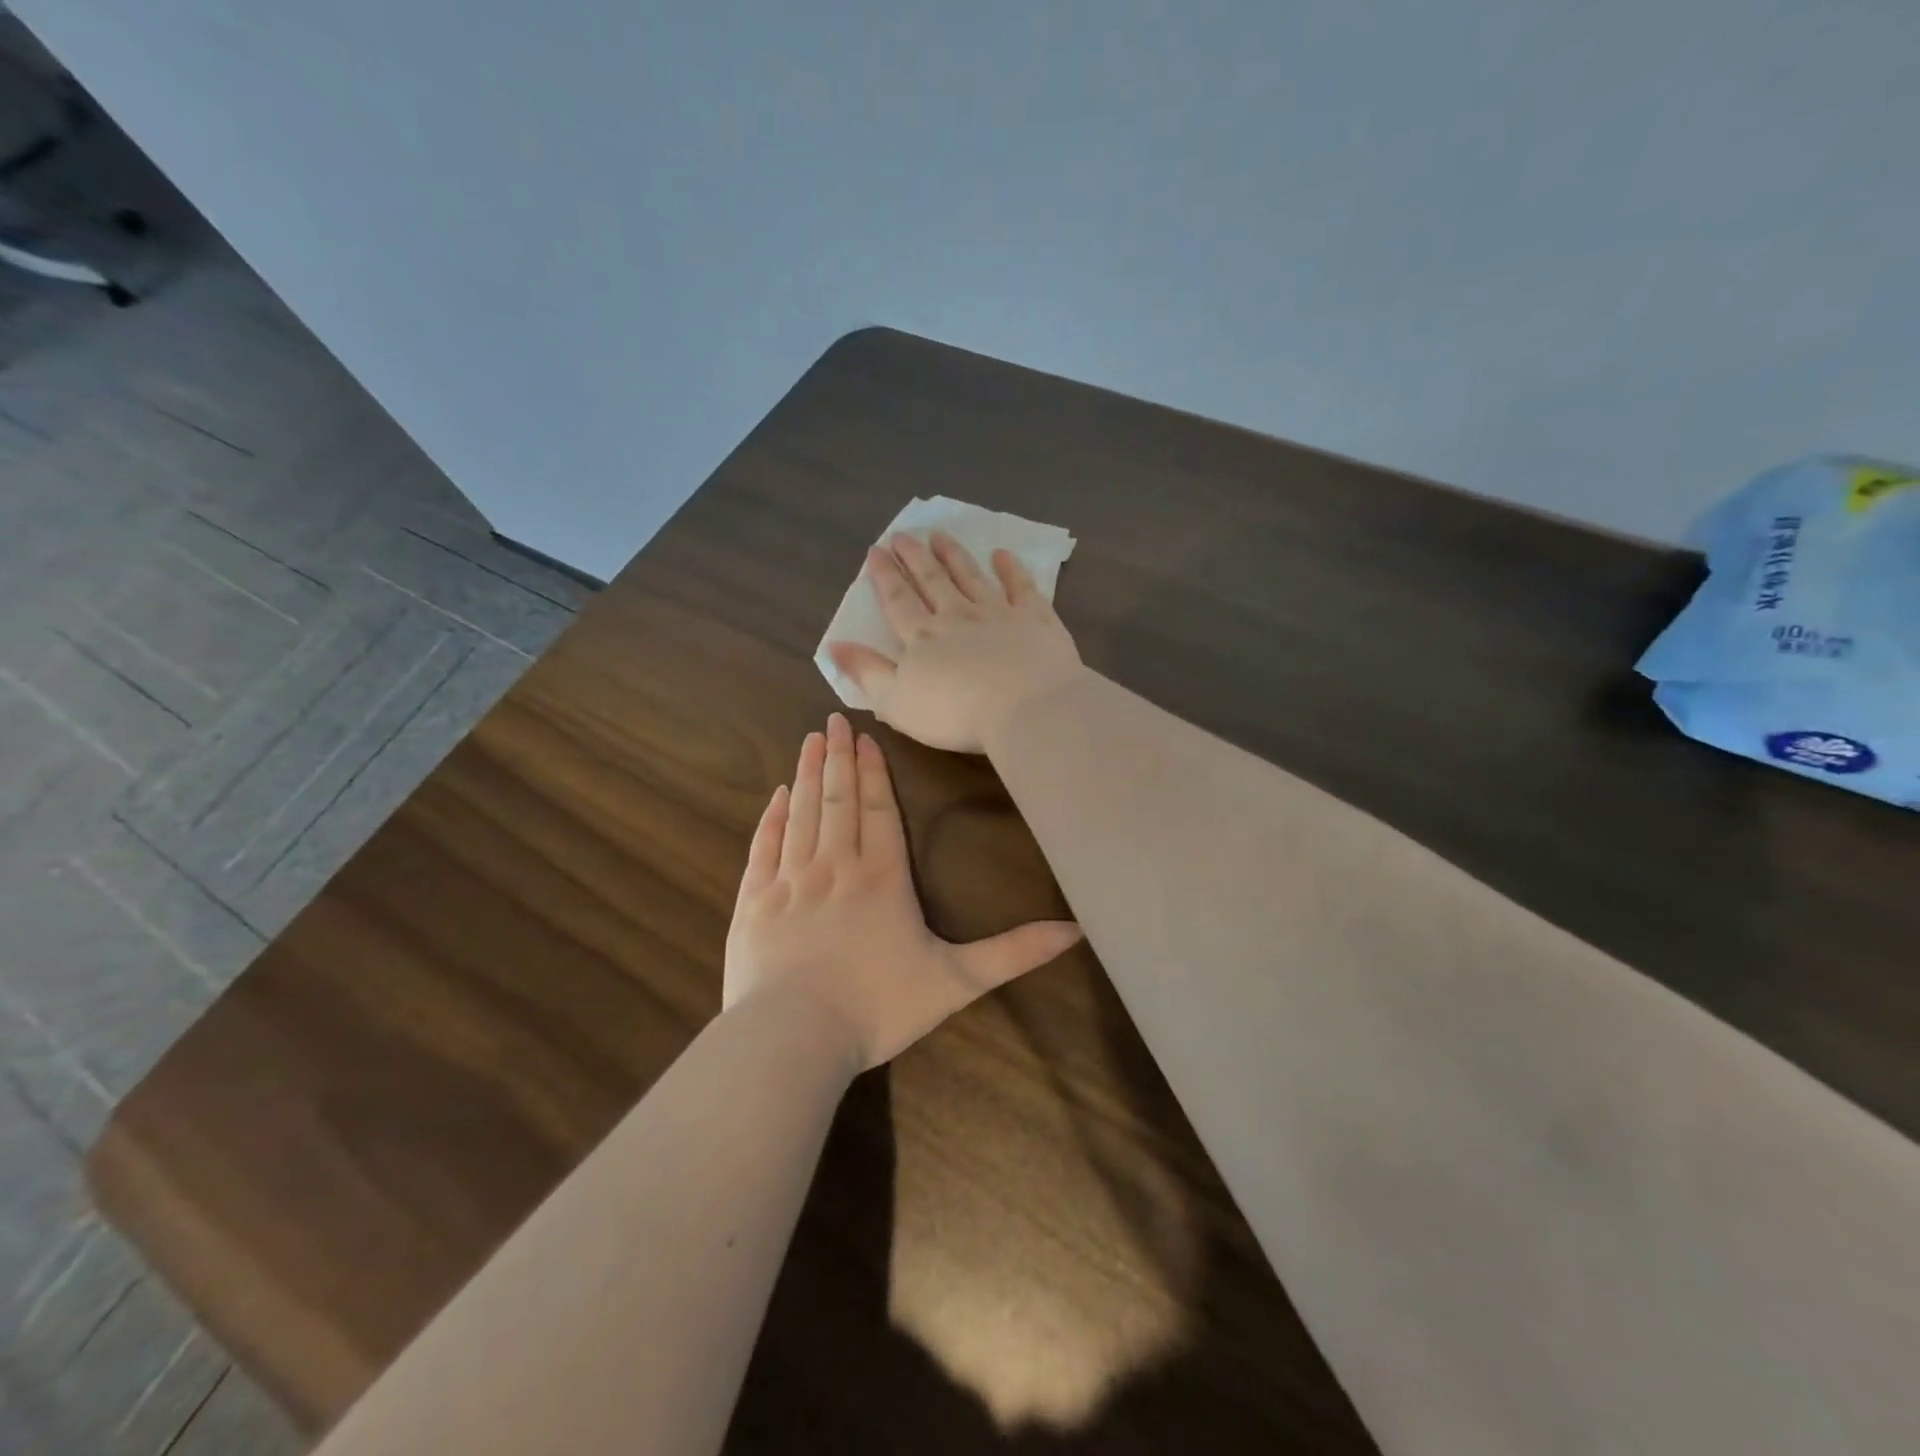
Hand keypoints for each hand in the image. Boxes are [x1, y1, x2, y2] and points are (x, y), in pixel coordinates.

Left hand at [724, 713, 1081, 1068]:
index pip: (878, 809)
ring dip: (807, 774)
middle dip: (839, 757)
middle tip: (834, 720)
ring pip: (801, 813)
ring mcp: (789, 881)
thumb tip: (1075, 930)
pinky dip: (771, 817)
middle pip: (838, 799)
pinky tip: (776, 795)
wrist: (792, 1038)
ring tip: (811, 740)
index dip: (873, 771)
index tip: (865, 737)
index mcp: (881, 878)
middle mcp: (834, 866)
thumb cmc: (877, 1007)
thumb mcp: (956, 981)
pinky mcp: (754, 902)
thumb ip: (1013, 953)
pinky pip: (764, 846)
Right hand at [828, 531, 1085, 754]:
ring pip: (971, 577)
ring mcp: (998, 614)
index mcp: (922, 638)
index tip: (876, 550)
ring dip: (954, 555)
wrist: (1024, 708)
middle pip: (932, 581)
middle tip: (903, 534)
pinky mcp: (1035, 620)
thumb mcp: (895, 701)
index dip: (885, 576)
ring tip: (940, 535)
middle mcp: (957, 617)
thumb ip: (866, 672)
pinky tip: (1002, 555)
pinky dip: (1010, 569)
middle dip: (915, 557)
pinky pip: (1021, 587)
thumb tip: (834, 645)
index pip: (898, 601)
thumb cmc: (954, 714)